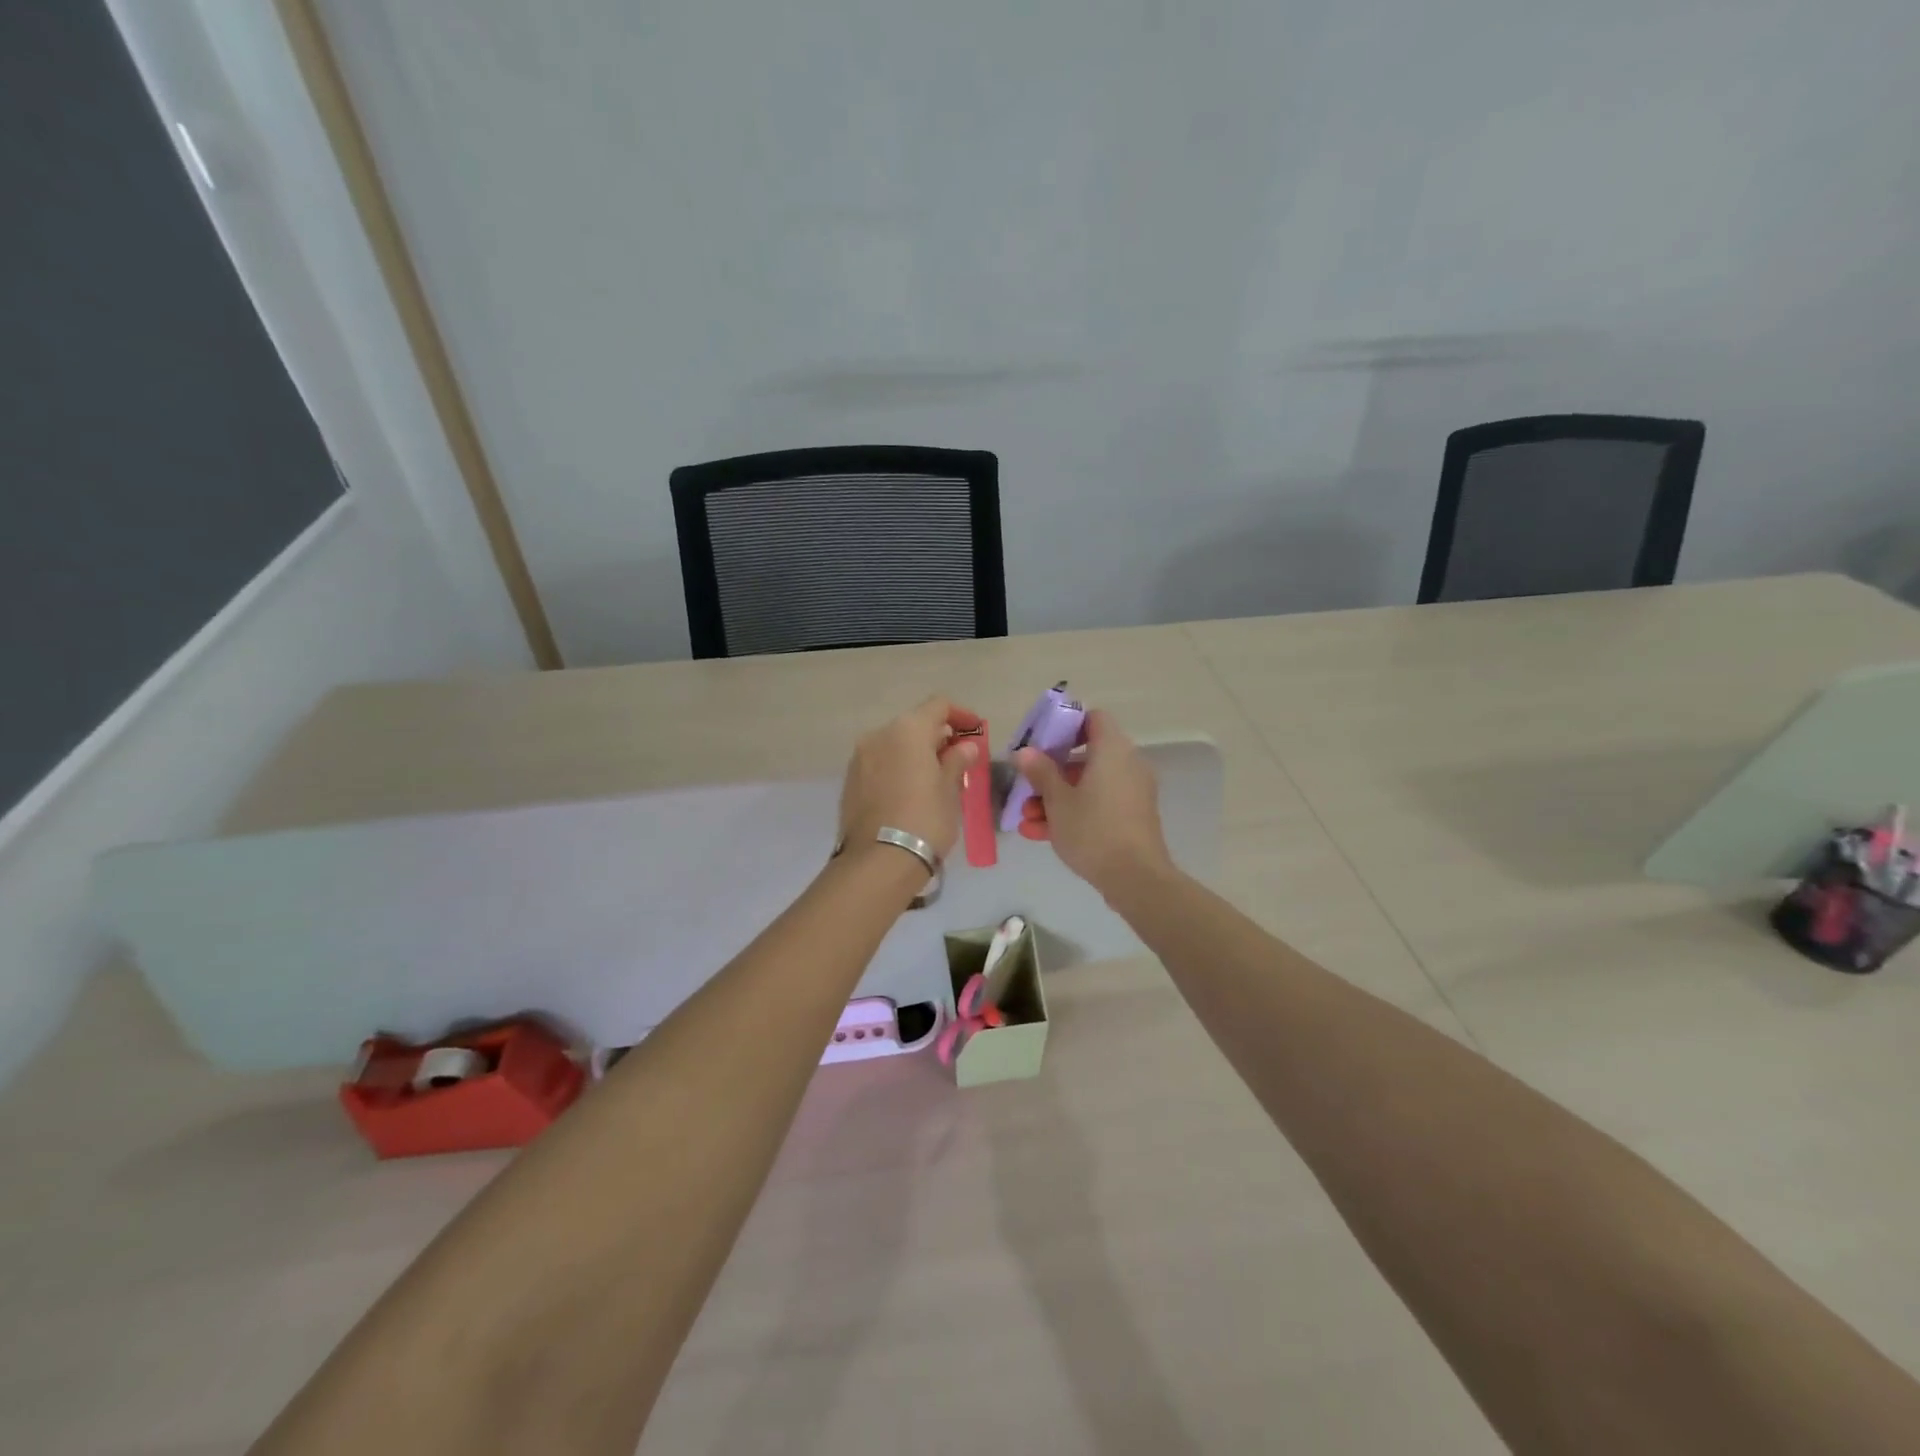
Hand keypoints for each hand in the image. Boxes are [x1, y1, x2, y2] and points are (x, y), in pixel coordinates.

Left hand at [838, 696, 981, 860]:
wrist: (878, 862)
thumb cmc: (925, 820)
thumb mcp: (950, 790)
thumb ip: (957, 761)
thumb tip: (965, 746)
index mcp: (908, 730)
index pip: (938, 706)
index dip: (960, 715)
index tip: (975, 732)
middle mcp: (879, 735)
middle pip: (914, 724)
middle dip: (937, 737)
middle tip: (958, 760)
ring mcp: (860, 758)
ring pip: (894, 744)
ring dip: (915, 753)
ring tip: (935, 779)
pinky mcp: (850, 781)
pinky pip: (880, 763)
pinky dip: (897, 768)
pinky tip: (911, 792)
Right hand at [1015, 708, 1172, 895]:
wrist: (1136, 878)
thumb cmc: (1093, 830)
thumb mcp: (1057, 801)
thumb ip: (1040, 772)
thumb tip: (1025, 751)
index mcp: (1112, 750)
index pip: (1093, 718)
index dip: (1066, 725)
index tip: (1041, 742)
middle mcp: (1127, 764)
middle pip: (1085, 756)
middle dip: (1051, 773)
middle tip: (1026, 788)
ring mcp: (1131, 792)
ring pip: (1088, 785)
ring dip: (1056, 799)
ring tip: (1026, 819)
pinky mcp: (1131, 817)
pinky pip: (1098, 804)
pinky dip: (1074, 813)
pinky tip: (1041, 834)